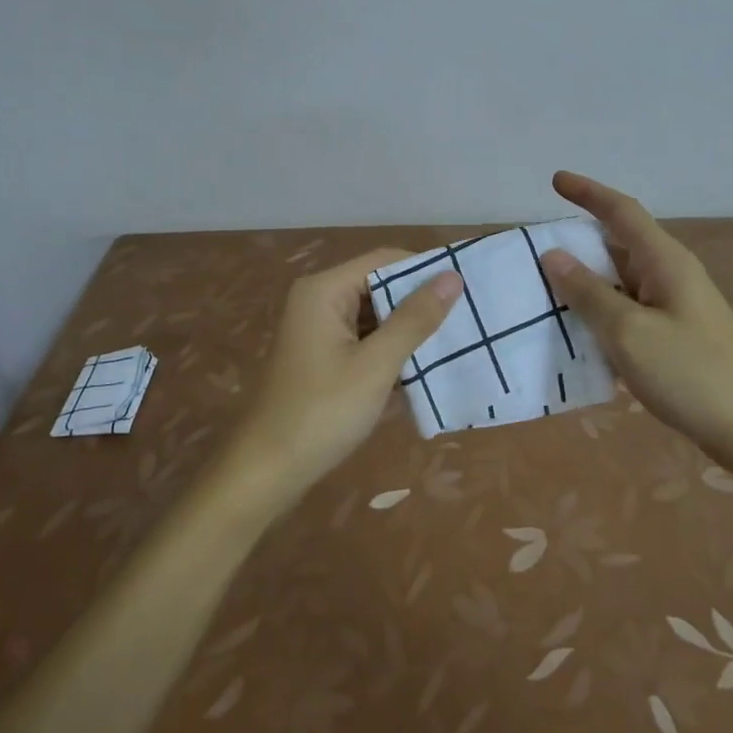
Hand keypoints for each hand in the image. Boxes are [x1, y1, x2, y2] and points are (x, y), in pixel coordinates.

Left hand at [226, 248, 463, 503]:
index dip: (424, 270)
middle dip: (418, 302)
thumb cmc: (322, 412)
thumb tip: (452, 277)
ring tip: (455, 340)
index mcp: (325, 290)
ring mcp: (318, 330)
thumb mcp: (375, 365)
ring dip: (407, 330)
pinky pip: (364, 340)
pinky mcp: (322, 357)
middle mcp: (318, 300)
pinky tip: (422, 368)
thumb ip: (414, 319)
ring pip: (374, 316)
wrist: (266, 472)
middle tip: (466, 317)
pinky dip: (389, 351)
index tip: (466, 287)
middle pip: (378, 286)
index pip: (384, 260)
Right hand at [539, 171, 732, 469]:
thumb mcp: (629, 332)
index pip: (621, 211)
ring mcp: (675, 308)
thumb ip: (588, 293)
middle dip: (578, 242)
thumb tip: (553, 255)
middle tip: (535, 250)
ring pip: (620, 281)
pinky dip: (600, 313)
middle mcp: (670, 276)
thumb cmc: (693, 374)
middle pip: (618, 244)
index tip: (555, 180)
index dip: (588, 193)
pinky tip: (576, 332)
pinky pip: (628, 311)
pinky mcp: (675, 338)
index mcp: (664, 261)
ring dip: (585, 282)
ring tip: (543, 290)